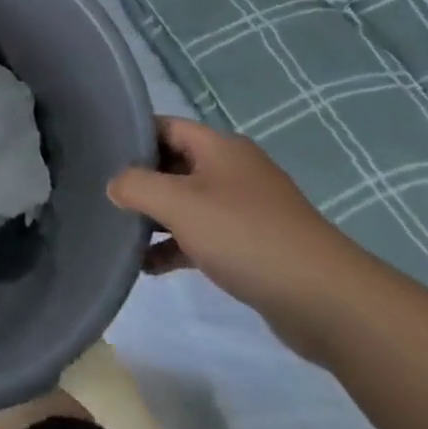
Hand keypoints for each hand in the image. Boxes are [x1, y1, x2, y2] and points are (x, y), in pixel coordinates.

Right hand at [107, 117, 373, 361]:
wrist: (328, 302)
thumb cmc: (246, 236)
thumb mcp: (178, 204)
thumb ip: (136, 186)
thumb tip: (114, 184)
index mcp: (219, 147)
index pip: (164, 126)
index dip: (131, 136)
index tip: (99, 153)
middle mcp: (233, 170)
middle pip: (174, 164)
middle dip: (141, 180)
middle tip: (104, 196)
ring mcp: (247, 209)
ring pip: (188, 203)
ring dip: (157, 219)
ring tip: (122, 235)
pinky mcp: (256, 247)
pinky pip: (205, 236)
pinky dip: (178, 247)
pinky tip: (151, 267)